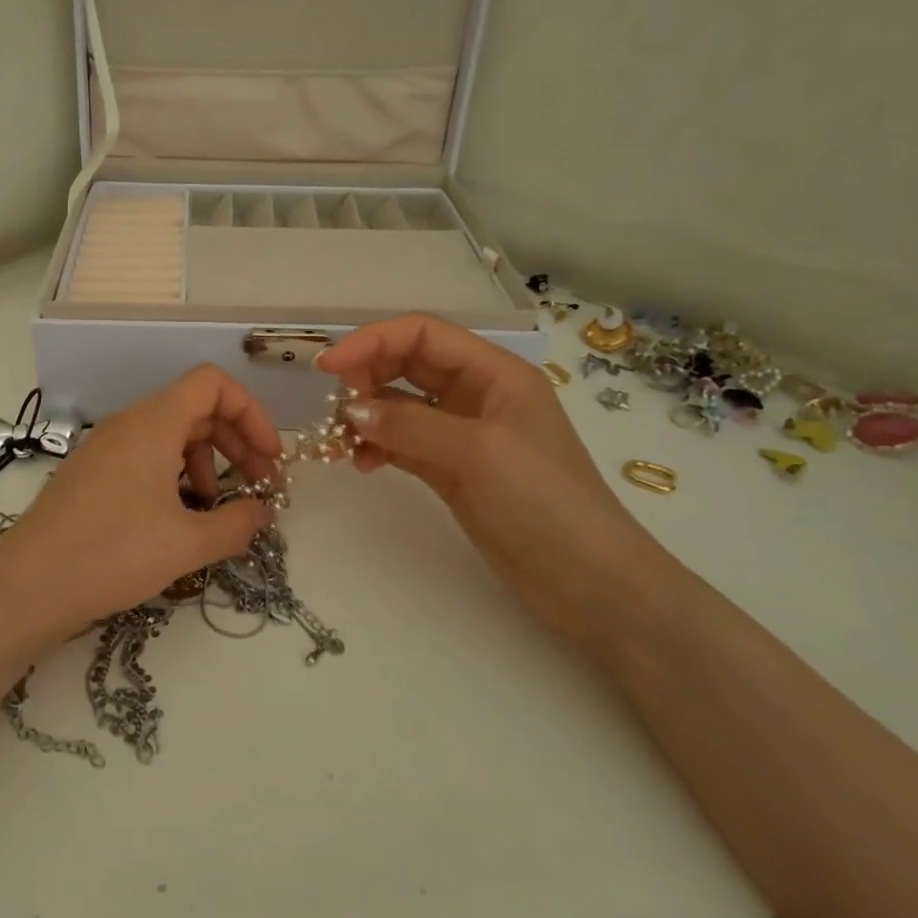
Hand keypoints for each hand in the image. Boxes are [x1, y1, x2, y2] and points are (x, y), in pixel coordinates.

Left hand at [0, 366, 282, 639]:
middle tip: (260, 486)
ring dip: (208, 461)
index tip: (269, 457)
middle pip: (197, 408)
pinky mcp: (93, 472)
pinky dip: (176, 473)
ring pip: (172, 434)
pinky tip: (180, 516)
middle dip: (237, 442)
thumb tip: (263, 512)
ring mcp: (107, 446)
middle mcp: (129, 423)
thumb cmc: (112, 554)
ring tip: (217, 507)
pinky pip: (147, 455)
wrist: (27, 586)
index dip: (251, 412)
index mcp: (153, 423)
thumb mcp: (186, 543)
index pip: (213, 383)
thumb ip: (237, 524)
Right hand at [318, 315, 677, 647]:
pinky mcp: (452, 471)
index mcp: (495, 373)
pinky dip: (378, 447)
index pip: (423, 334)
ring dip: (367, 415)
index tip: (328, 368)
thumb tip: (350, 411)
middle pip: (408, 364)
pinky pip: (403, 443)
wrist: (589, 582)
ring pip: (401, 405)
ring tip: (341, 442)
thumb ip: (410, 425)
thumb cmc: (544, 501)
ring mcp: (463, 434)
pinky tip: (363, 464)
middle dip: (366, 376)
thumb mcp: (478, 452)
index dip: (372, 341)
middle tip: (335, 407)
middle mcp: (477, 394)